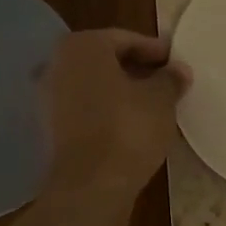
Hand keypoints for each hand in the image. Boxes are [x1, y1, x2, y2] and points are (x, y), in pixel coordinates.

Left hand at [43, 29, 190, 202]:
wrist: (90, 185)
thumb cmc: (127, 129)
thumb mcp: (161, 100)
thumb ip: (170, 79)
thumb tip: (178, 70)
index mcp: (82, 46)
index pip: (125, 39)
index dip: (154, 50)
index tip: (175, 62)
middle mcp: (57, 64)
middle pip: (105, 60)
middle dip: (135, 69)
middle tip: (166, 82)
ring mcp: (48, 98)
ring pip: (93, 86)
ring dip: (120, 91)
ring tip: (152, 105)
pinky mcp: (50, 128)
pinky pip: (85, 109)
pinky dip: (106, 111)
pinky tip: (130, 125)